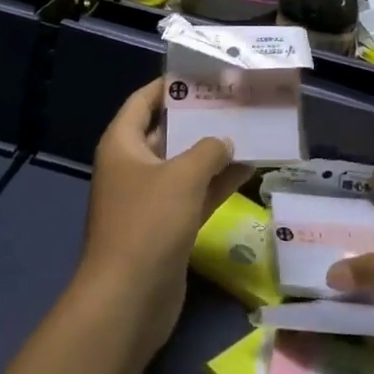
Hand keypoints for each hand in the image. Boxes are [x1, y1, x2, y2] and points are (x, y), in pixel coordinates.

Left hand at [76, 79, 246, 356]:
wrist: (129, 299)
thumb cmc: (148, 223)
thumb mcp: (182, 176)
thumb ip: (208, 150)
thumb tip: (225, 141)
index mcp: (122, 145)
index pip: (143, 101)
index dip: (169, 85)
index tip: (202, 73)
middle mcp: (133, 166)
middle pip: (167, 131)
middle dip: (199, 117)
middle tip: (235, 99)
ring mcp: (150, 198)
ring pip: (185, 164)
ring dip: (214, 151)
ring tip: (250, 128)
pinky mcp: (167, 226)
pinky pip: (195, 194)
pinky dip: (218, 182)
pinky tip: (250, 169)